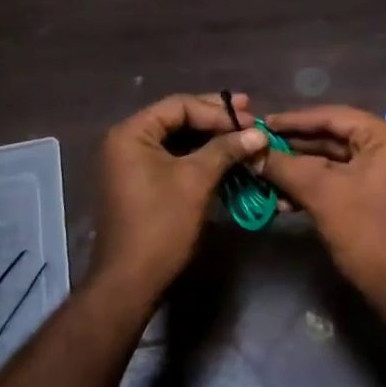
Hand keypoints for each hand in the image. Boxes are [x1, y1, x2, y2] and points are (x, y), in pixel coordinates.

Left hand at [91, 92, 266, 298]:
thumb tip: (258, 132)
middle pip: (177, 119)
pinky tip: (227, 160)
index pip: (179, 106)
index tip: (250, 119)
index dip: (217, 111)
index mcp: (132, 133)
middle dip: (215, 120)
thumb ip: (226, 150)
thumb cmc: (161, 225)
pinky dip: (200, 159)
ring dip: (211, 139)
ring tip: (244, 137)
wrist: (131, 280)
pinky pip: (174, 160)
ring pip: (178, 141)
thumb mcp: (196, 181)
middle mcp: (127, 142)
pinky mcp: (141, 184)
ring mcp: (132, 164)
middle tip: (251, 116)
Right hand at [259, 104, 385, 295]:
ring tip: (264, 176)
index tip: (262, 124)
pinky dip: (314, 189)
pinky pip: (341, 183)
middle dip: (294, 148)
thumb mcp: (320, 192)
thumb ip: (284, 167)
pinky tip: (283, 201)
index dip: (294, 120)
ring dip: (299, 171)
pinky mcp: (377, 199)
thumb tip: (252, 153)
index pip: (333, 117)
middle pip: (333, 139)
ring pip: (334, 164)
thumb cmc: (365, 229)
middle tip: (258, 149)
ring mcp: (385, 176)